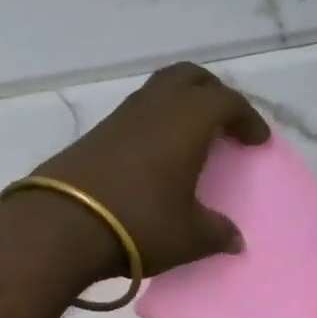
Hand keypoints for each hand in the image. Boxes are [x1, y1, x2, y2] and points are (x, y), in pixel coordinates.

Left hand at [33, 63, 268, 277]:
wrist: (60, 225)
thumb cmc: (138, 223)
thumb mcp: (188, 237)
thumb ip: (217, 233)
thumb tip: (234, 239)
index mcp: (186, 120)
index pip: (226, 101)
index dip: (247, 118)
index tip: (257, 141)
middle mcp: (154, 107)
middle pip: (189, 78)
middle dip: (212, 93)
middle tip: (225, 122)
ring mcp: (119, 117)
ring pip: (158, 91)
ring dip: (179, 106)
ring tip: (191, 139)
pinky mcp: (94, 134)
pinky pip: (135, 114)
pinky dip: (154, 123)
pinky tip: (154, 156)